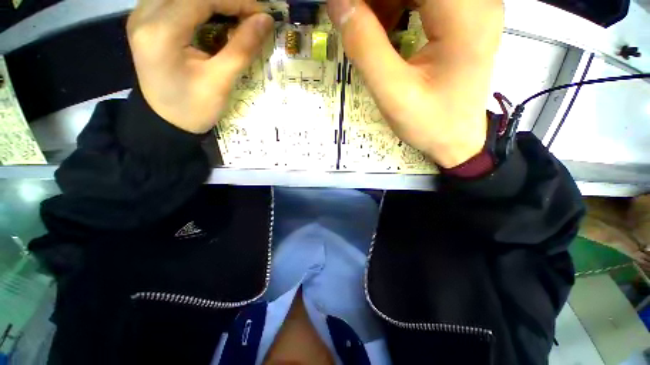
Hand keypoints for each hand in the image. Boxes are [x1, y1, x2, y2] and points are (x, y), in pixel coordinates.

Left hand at [127, 0, 273, 133]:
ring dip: (213, 3)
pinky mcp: (147, 20)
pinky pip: (176, 1)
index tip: (261, 15)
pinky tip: (215, 18)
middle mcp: (144, 15)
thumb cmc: (193, 108)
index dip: (236, 1)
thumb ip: (242, 49)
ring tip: (236, 17)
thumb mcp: (220, 82)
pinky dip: (200, 6)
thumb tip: (265, 21)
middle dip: (226, 0)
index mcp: (161, 32)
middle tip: (250, 17)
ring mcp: (142, 15)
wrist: (166, 122)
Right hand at [328, 0, 503, 167]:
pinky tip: (385, 33)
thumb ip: (365, 47)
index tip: (347, 10)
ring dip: (385, 3)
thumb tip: (338, 3)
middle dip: (378, 1)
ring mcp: (472, 7)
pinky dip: (398, 7)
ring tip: (367, 31)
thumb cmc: (429, 122)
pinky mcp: (463, 18)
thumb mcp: (392, 92)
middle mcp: (475, 0)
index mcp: (464, 13)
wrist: (455, 140)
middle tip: (353, 21)